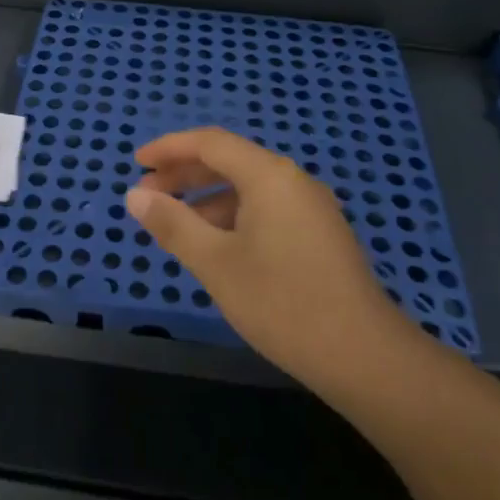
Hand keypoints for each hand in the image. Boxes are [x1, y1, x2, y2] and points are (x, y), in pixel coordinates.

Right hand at [126, 127, 421, 400]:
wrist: (365, 356)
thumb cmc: (282, 302)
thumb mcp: (216, 263)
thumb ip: (173, 224)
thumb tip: (134, 196)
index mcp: (269, 175)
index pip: (210, 143)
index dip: (169, 148)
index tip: (137, 162)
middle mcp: (292, 180)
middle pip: (229, 161)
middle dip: (183, 175)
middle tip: (145, 195)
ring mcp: (310, 208)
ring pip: (247, 189)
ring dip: (205, 199)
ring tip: (172, 225)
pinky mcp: (319, 235)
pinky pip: (264, 210)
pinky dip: (231, 217)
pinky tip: (213, 246)